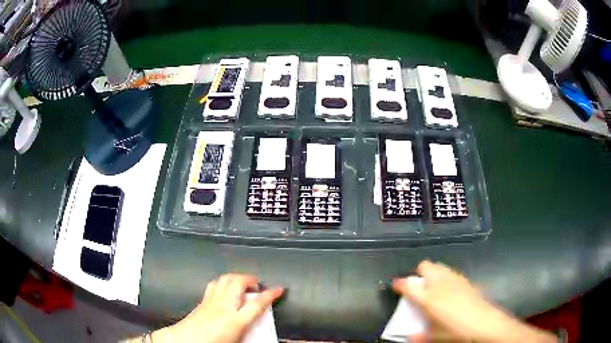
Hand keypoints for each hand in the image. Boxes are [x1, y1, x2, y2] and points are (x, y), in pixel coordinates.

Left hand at [152, 274, 283, 342]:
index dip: (271, 294)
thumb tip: (256, 331)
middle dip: (250, 279)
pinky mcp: (202, 300)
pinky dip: (222, 281)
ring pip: (225, 279)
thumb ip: (248, 333)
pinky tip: (224, 286)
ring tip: (242, 281)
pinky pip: (214, 284)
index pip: (257, 303)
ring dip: (236, 277)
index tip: (278, 289)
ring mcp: (211, 301)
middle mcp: (224, 307)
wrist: (185, 340)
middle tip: (257, 283)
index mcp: (235, 321)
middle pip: (238, 283)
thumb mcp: (236, 341)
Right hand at [392, 261, 555, 342]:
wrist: (485, 325)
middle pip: (425, 267)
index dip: (399, 284)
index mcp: (428, 298)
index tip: (395, 285)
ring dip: (433, 273)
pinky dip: (446, 276)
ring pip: (439, 266)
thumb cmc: (456, 333)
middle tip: (418, 287)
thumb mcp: (434, 338)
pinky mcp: (466, 280)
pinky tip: (450, 289)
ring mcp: (455, 280)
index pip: (408, 285)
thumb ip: (419, 336)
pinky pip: (452, 272)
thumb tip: (410, 336)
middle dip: (418, 274)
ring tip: (433, 287)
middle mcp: (441, 284)